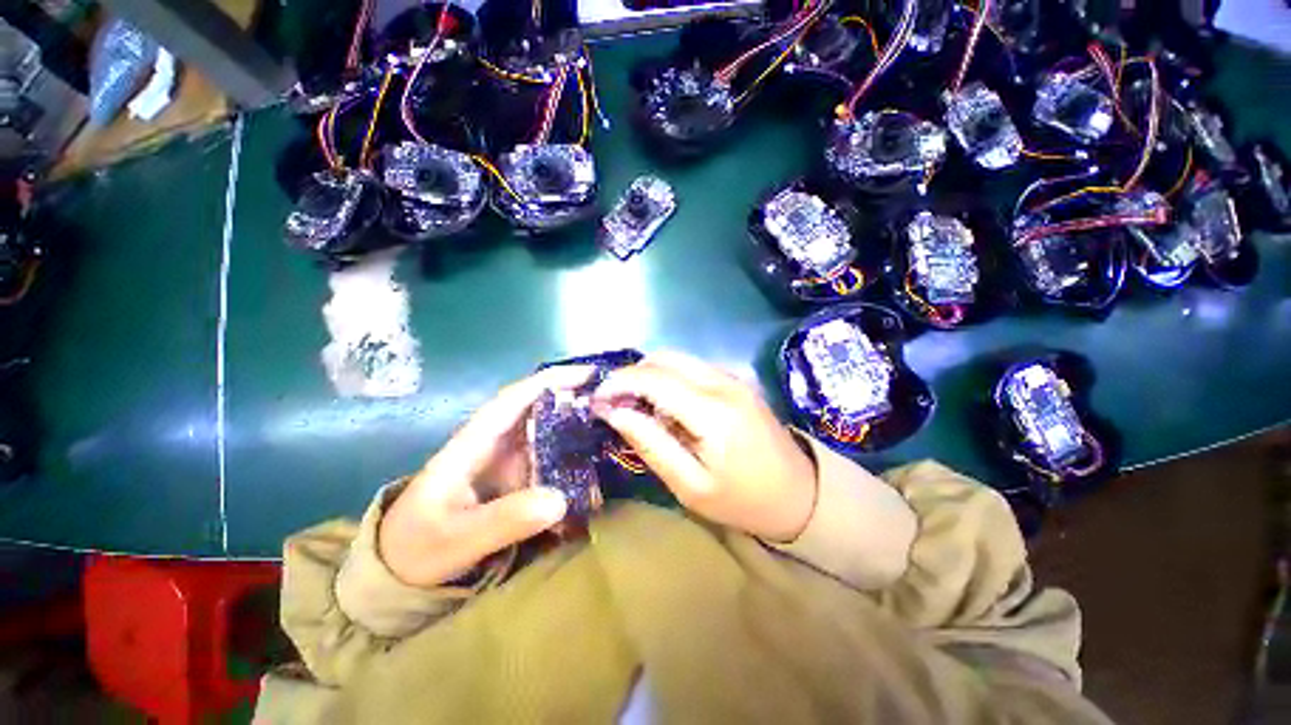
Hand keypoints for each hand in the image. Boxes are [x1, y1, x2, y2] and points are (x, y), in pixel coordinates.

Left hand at [379, 366, 592, 587]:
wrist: (401, 570)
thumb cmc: (419, 548)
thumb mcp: (458, 539)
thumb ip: (505, 521)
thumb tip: (560, 499)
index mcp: (474, 443)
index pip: (515, 399)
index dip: (551, 381)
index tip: (587, 374)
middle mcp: (494, 442)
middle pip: (538, 407)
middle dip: (573, 397)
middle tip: (613, 399)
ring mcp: (507, 460)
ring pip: (547, 430)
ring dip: (577, 423)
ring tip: (613, 423)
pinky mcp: (515, 476)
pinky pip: (548, 456)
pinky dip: (572, 452)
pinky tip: (596, 459)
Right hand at [592, 352, 816, 542]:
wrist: (800, 494)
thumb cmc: (742, 500)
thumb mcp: (689, 485)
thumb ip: (650, 444)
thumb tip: (614, 412)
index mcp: (712, 411)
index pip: (653, 378)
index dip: (618, 383)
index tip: (596, 399)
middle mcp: (723, 382)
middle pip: (663, 358)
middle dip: (631, 375)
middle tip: (615, 404)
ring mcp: (733, 377)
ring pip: (677, 359)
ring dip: (650, 376)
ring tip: (639, 408)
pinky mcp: (736, 380)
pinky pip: (692, 368)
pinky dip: (670, 378)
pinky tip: (668, 406)